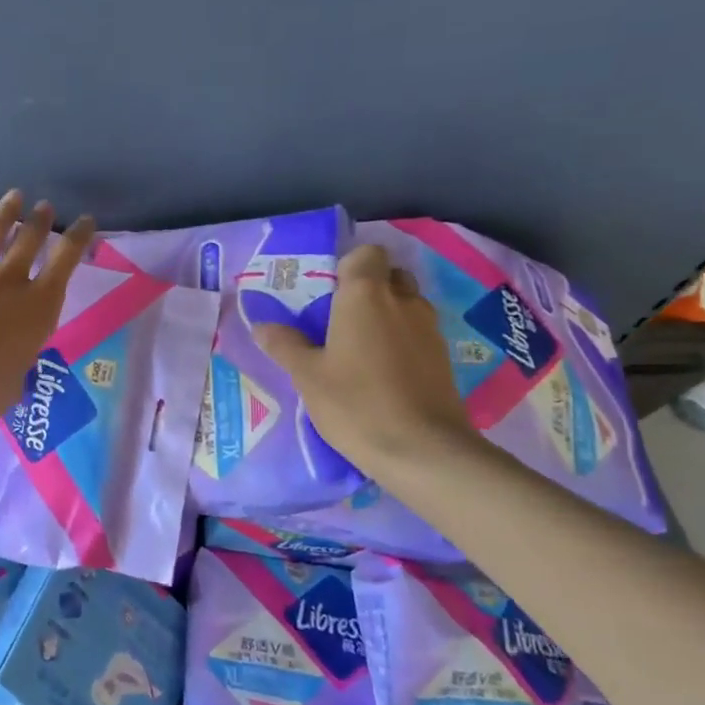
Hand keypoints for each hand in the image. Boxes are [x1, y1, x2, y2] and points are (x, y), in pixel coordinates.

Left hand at [0, 189, 96, 429]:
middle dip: (40, 220)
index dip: (78, 238)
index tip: (85, 221)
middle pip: (29, 240)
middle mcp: (8, 282)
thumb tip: (8, 370)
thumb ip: (15, 368)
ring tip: (13, 198)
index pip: (65, 262)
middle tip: (45, 206)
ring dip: (4, 214)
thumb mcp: (12, 386)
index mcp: (38, 307)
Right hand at [253, 243, 478, 477]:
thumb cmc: (356, 403)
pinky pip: (417, 332)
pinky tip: (381, 371)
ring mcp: (428, 328)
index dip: (347, 266)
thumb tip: (262, 326)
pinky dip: (400, 340)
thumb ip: (284, 345)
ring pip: (405, 304)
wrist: (423, 451)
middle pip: (388, 275)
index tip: (326, 293)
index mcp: (365, 295)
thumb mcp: (307, 376)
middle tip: (338, 319)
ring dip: (385, 314)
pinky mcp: (443, 357)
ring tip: (358, 347)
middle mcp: (402, 301)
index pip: (365, 254)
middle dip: (367, 288)